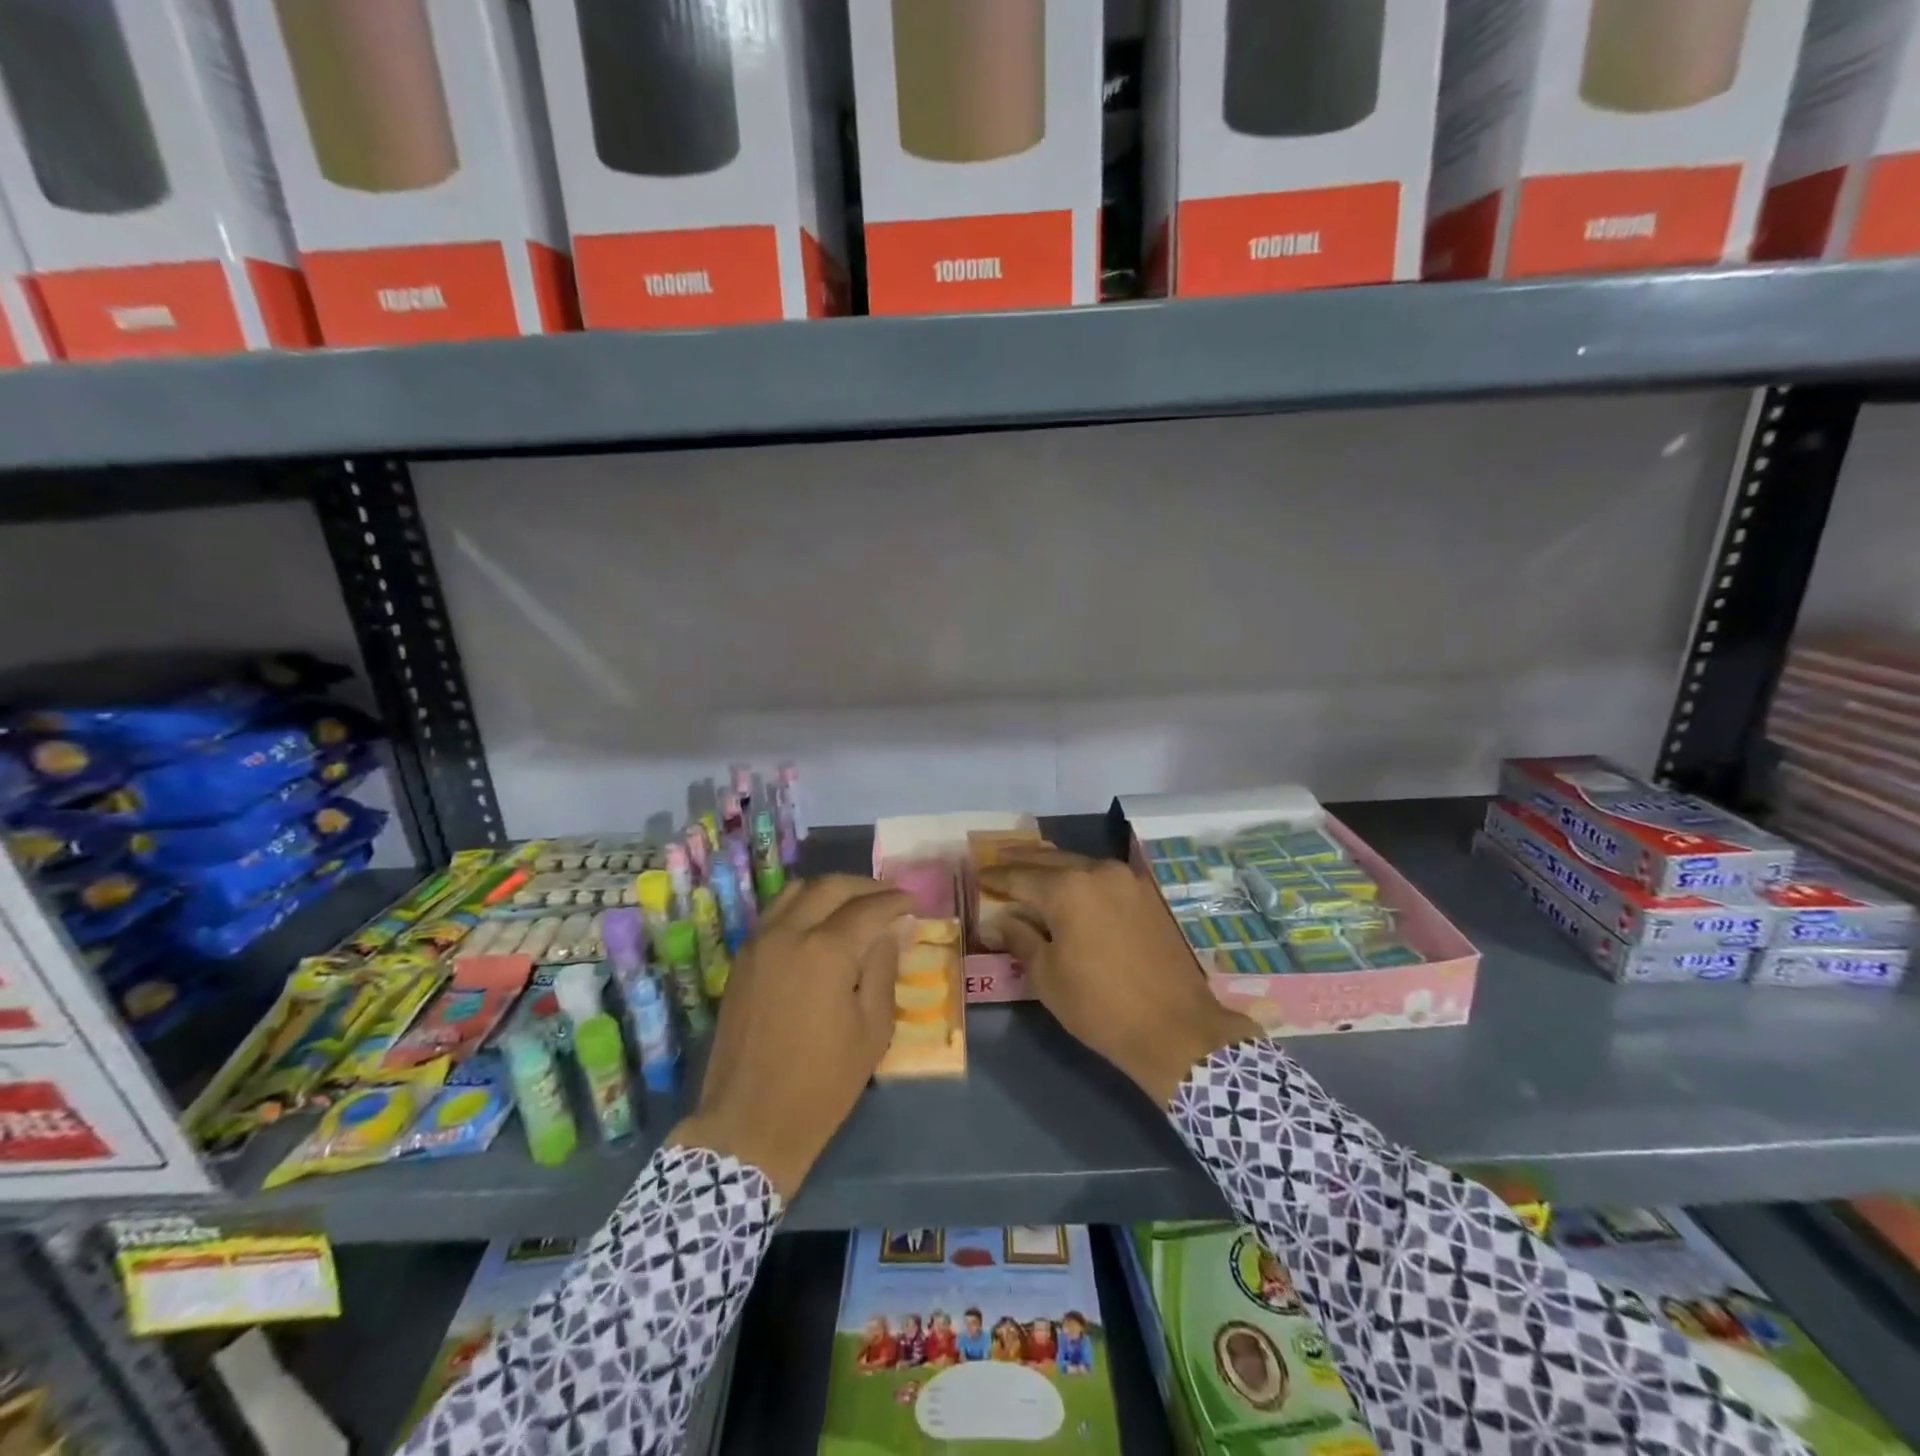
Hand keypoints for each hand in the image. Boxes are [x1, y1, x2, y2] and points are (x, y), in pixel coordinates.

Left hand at [670, 875, 910, 1197]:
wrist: (750, 1123)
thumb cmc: (822, 1083)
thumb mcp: (872, 1029)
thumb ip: (883, 968)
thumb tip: (892, 930)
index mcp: (825, 951)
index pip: (869, 908)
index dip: (896, 901)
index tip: (914, 902)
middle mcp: (788, 933)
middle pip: (830, 886)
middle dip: (866, 886)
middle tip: (889, 899)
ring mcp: (758, 943)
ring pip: (797, 891)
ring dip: (831, 890)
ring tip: (856, 905)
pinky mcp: (742, 959)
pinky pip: (775, 913)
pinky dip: (803, 906)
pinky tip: (821, 925)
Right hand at [979, 848, 1260, 1105]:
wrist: (1176, 1028)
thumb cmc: (1100, 1006)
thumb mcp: (1047, 976)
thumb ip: (1020, 939)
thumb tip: (1000, 921)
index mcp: (1068, 889)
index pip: (1020, 877)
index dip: (996, 878)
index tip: (977, 876)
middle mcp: (1098, 872)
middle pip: (1051, 860)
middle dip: (1022, 862)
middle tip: (999, 861)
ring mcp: (1128, 881)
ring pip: (1080, 864)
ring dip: (1054, 867)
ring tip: (1031, 871)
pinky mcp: (1147, 896)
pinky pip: (1103, 878)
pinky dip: (1081, 878)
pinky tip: (1071, 888)